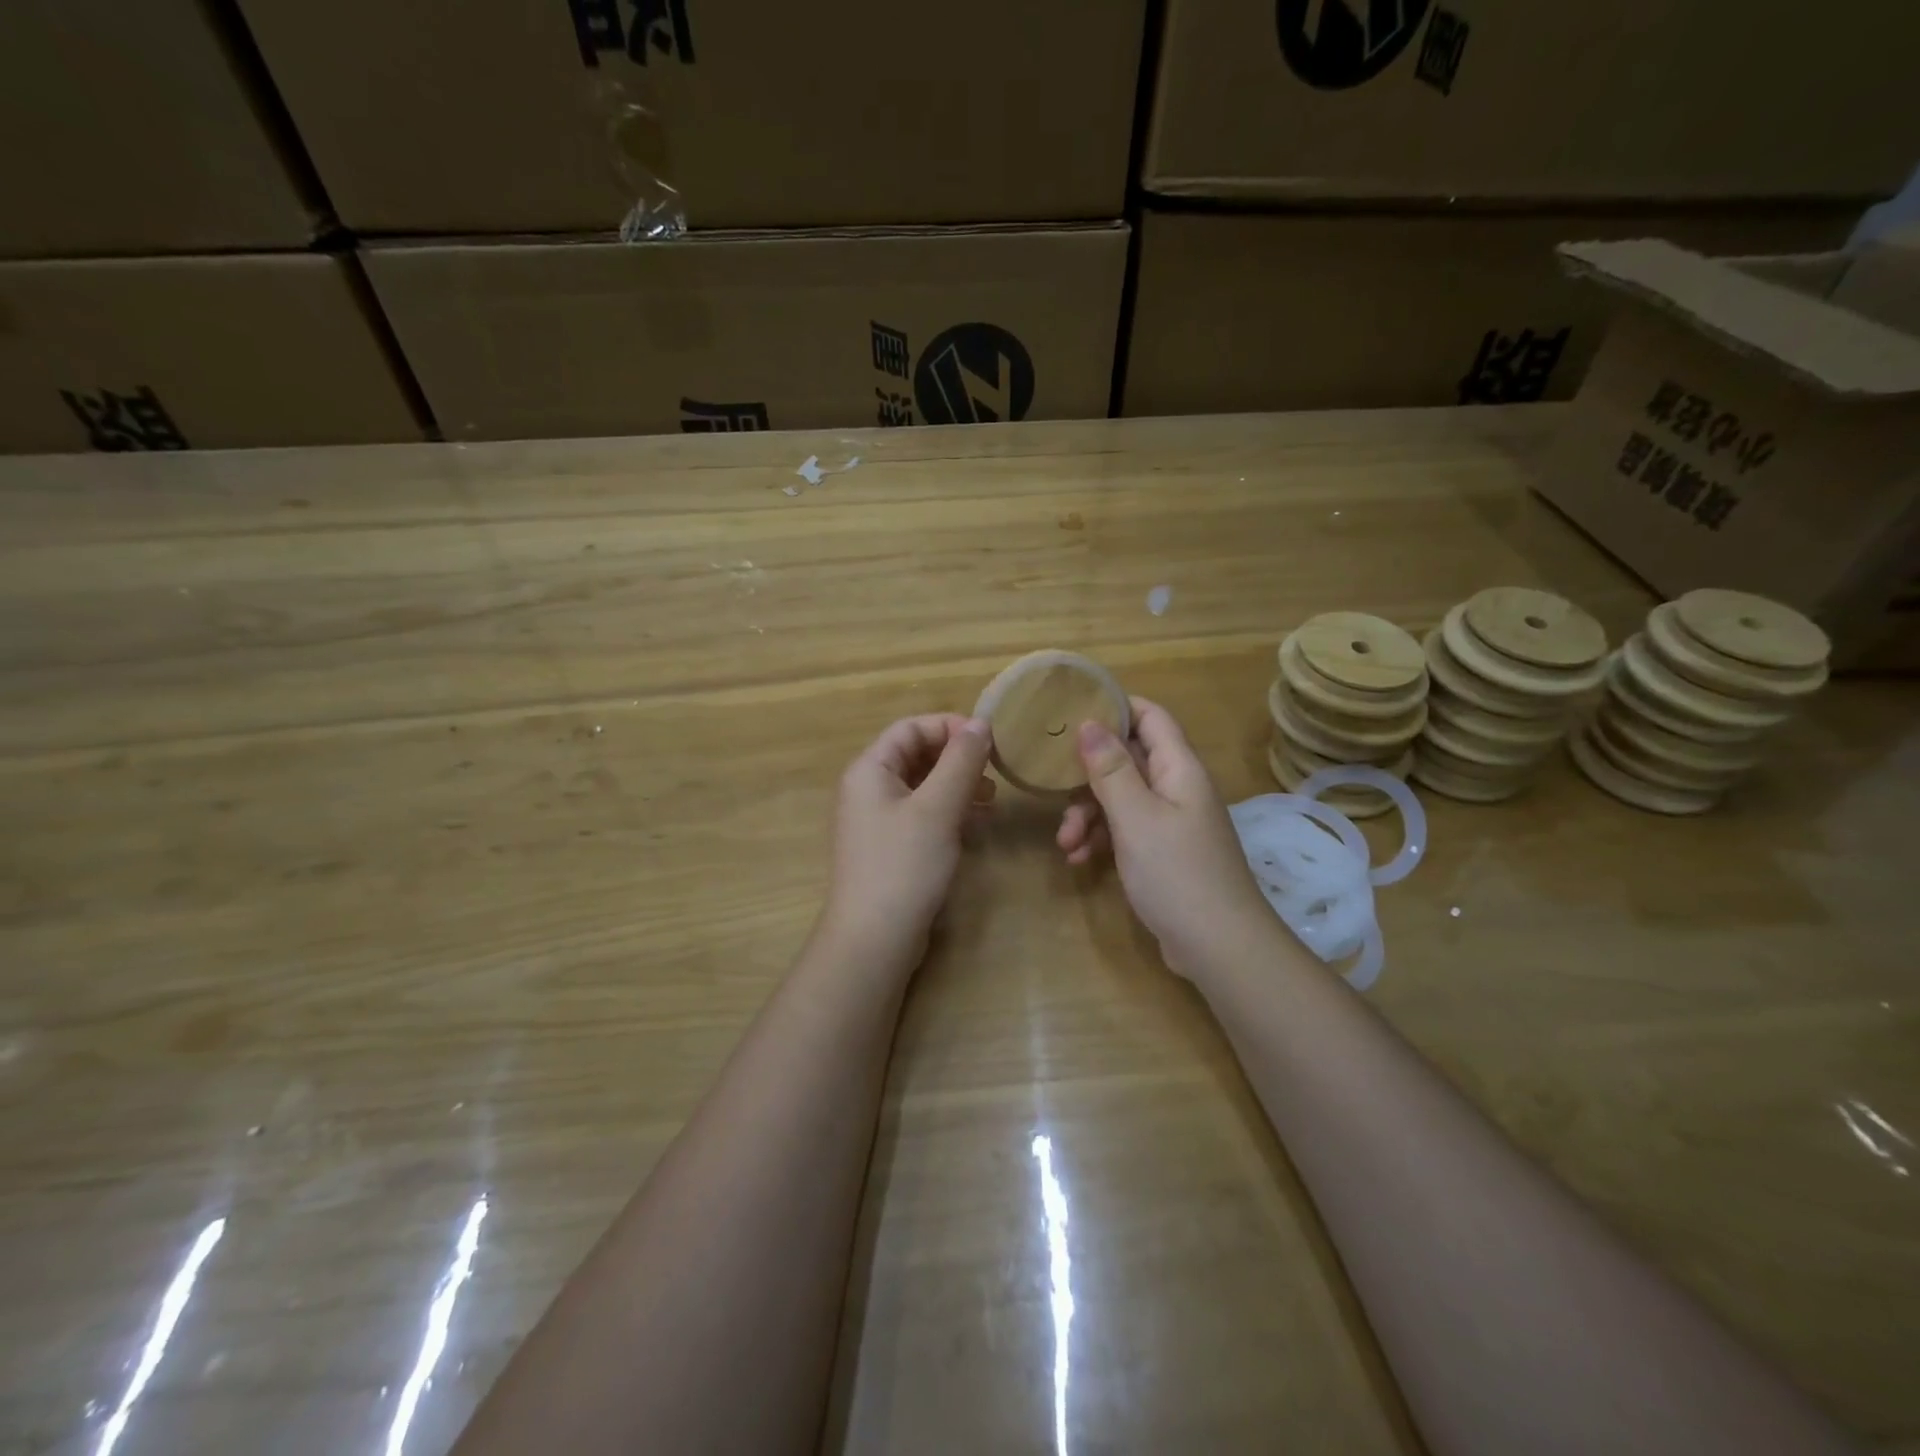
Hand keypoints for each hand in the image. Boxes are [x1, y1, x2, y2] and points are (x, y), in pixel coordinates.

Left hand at [820, 714, 994, 969]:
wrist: (874, 940)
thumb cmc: (904, 865)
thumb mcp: (937, 808)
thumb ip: (960, 762)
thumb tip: (980, 723)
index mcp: (869, 769)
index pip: (910, 728)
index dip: (950, 727)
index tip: (990, 741)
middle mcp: (868, 789)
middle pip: (916, 755)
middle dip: (957, 759)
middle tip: (995, 772)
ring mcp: (878, 821)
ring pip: (922, 787)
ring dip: (957, 786)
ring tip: (991, 799)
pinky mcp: (891, 848)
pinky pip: (922, 815)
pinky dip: (949, 812)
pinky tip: (977, 824)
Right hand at [1057, 697, 1277, 979]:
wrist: (1219, 947)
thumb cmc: (1177, 874)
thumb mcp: (1136, 818)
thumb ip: (1111, 769)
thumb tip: (1089, 722)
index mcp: (1178, 769)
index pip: (1150, 717)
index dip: (1114, 707)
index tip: (1071, 712)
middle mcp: (1177, 787)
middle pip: (1128, 759)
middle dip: (1088, 775)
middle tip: (1056, 790)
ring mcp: (1171, 822)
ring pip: (1121, 798)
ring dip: (1089, 814)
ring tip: (1065, 843)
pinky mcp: (1163, 852)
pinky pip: (1126, 830)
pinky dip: (1101, 839)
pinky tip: (1078, 860)